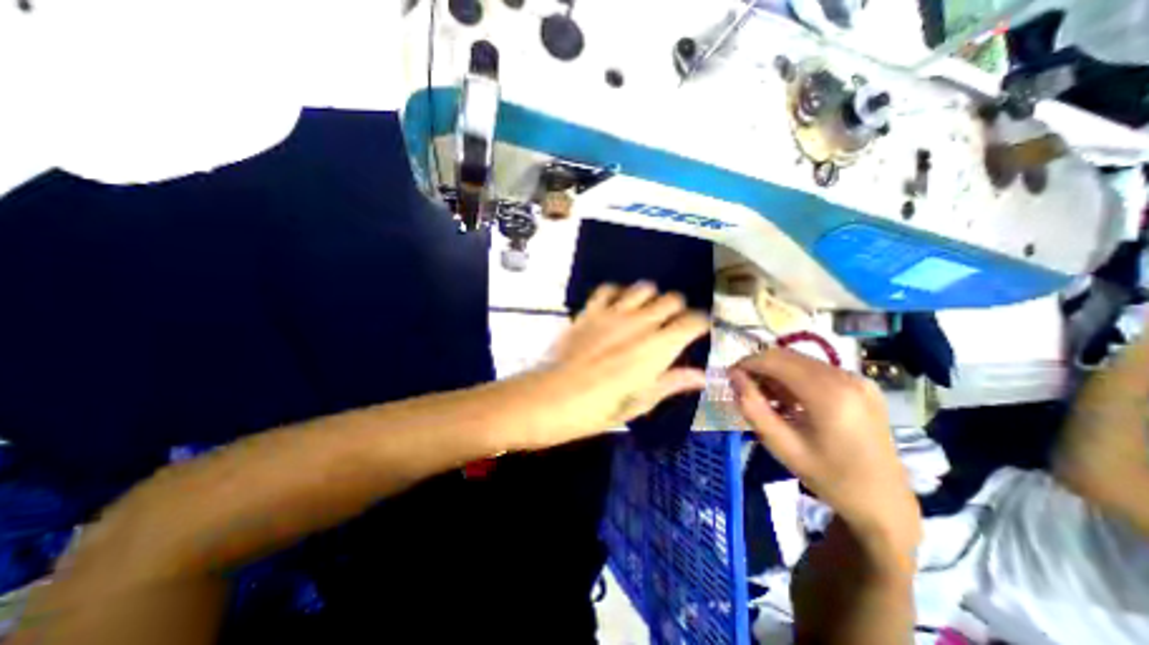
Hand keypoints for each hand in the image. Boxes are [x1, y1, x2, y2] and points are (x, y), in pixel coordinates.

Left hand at [511, 284, 710, 451]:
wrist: (556, 397)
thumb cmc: (601, 407)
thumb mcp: (641, 401)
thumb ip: (672, 382)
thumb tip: (702, 376)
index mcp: (659, 346)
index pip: (693, 321)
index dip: (701, 324)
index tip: (697, 332)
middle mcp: (641, 322)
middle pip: (672, 298)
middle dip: (677, 309)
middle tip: (670, 325)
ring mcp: (614, 312)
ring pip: (644, 287)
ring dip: (650, 298)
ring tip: (644, 313)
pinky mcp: (591, 310)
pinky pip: (609, 288)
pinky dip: (617, 293)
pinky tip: (616, 306)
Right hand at [730, 348, 921, 554]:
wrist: (884, 501)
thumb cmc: (828, 477)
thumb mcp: (781, 445)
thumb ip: (752, 407)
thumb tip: (733, 376)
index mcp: (829, 394)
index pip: (775, 360)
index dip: (747, 363)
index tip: (730, 377)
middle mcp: (846, 377)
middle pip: (787, 355)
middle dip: (759, 366)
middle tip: (744, 388)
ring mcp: (857, 379)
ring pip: (800, 360)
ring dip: (776, 372)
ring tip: (766, 397)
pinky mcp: (862, 384)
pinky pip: (816, 369)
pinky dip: (794, 377)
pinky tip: (789, 399)